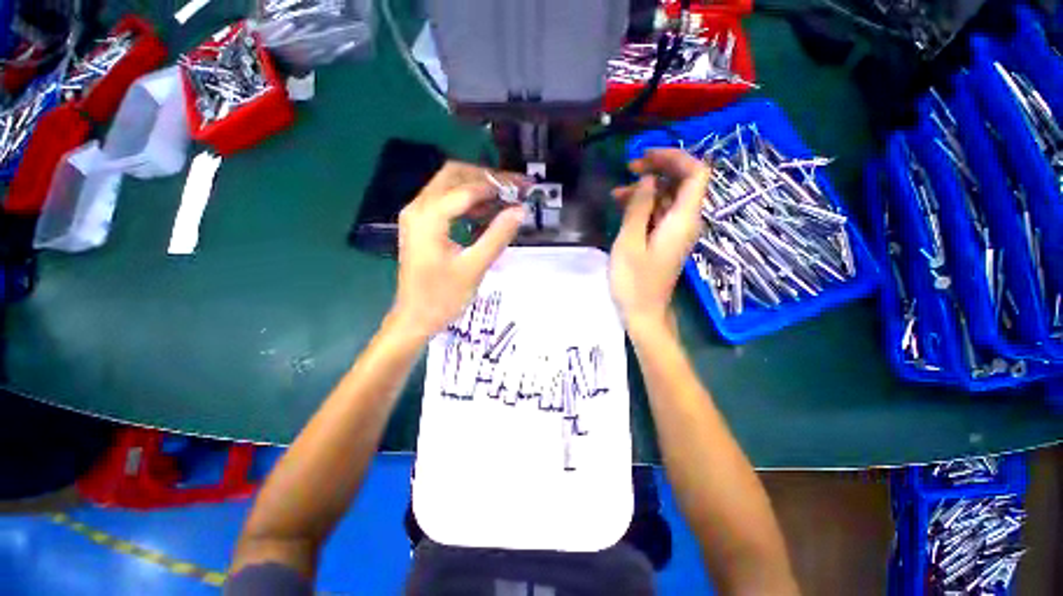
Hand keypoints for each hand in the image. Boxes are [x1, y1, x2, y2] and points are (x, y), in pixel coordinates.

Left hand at [388, 162, 526, 339]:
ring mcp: (417, 216)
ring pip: (449, 186)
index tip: (523, 186)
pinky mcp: (421, 226)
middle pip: (453, 175)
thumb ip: (498, 236)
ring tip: (506, 197)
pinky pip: (446, 202)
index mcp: (428, 217)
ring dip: (478, 187)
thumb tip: (520, 210)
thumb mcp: (474, 268)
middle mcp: (418, 208)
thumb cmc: (442, 297)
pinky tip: (487, 211)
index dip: (497, 185)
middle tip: (514, 187)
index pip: (467, 188)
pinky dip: (468, 201)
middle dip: (486, 178)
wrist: (414, 318)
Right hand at [609, 149, 708, 332]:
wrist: (644, 314)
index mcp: (683, 220)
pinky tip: (622, 206)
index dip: (675, 157)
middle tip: (629, 168)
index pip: (696, 173)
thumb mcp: (630, 242)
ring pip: (668, 197)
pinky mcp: (666, 240)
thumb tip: (648, 179)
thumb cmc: (634, 282)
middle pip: (683, 182)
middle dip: (658, 169)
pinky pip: (660, 213)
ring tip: (616, 193)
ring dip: (646, 189)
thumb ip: (639, 207)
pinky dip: (644, 206)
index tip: (646, 156)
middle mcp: (687, 221)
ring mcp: (677, 231)